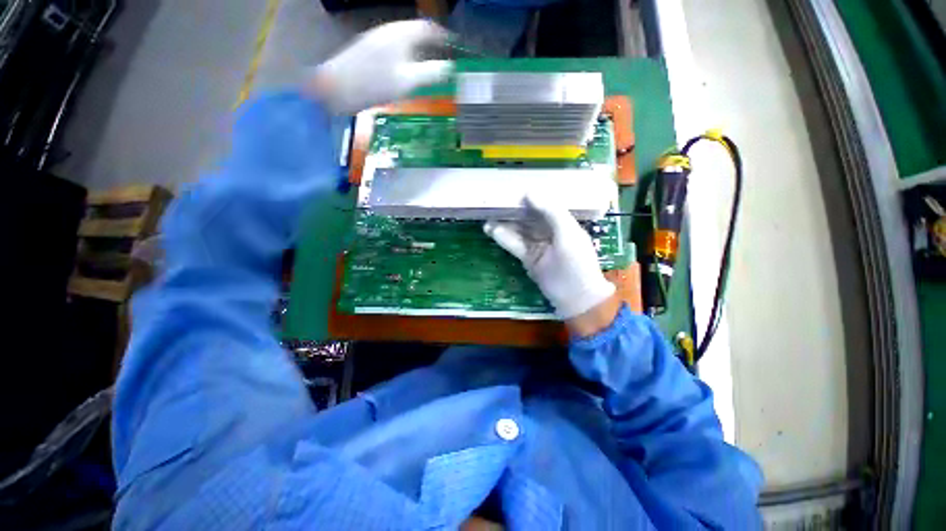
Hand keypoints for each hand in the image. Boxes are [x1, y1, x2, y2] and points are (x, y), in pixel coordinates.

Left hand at [309, 20, 452, 114]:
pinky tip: (407, 70)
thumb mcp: (408, 82)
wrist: (336, 88)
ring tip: (429, 65)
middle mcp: (389, 31)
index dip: (443, 36)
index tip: (454, 47)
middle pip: (416, 31)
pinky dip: (406, 55)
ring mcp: (377, 39)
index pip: (428, 27)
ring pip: (404, 39)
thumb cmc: (375, 84)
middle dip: (432, 43)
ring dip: (419, 49)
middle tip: (444, 58)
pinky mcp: (368, 50)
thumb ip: (430, 73)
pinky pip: (394, 47)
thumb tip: (450, 69)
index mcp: (401, 34)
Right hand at [484, 194, 616, 322]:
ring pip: (518, 230)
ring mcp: (536, 245)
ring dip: (504, 222)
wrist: (575, 298)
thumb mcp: (568, 233)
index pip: (543, 205)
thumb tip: (529, 192)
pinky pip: (514, 244)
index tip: (512, 188)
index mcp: (562, 222)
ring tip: (487, 213)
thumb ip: (551, 212)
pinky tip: (491, 229)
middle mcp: (548, 231)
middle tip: (494, 199)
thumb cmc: (576, 263)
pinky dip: (503, 237)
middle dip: (513, 209)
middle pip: (528, 216)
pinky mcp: (527, 258)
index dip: (529, 197)